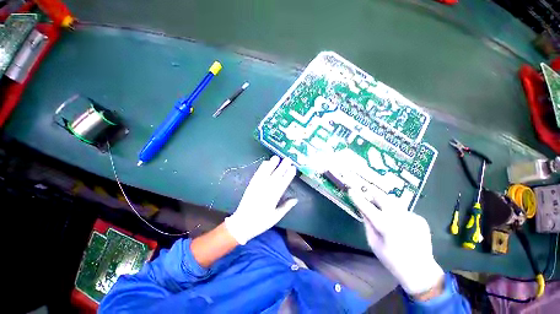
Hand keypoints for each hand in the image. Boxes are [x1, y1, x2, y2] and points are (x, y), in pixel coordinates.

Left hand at [225, 156, 297, 244]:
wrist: (242, 223)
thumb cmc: (261, 222)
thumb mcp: (276, 217)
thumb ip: (286, 207)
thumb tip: (295, 199)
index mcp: (274, 197)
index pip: (283, 183)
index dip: (289, 175)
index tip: (293, 168)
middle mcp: (266, 189)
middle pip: (276, 175)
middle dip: (283, 166)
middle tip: (288, 159)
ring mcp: (258, 186)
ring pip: (266, 173)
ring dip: (272, 164)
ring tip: (277, 157)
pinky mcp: (251, 185)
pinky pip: (257, 174)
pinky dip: (262, 168)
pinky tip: (265, 162)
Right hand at [348, 188, 443, 296]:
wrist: (420, 271)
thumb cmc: (392, 260)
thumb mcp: (374, 243)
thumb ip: (368, 224)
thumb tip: (362, 210)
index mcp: (385, 225)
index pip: (367, 207)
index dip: (357, 198)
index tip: (351, 190)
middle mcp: (399, 217)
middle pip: (383, 197)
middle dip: (373, 194)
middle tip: (367, 196)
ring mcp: (411, 216)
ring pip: (394, 201)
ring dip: (385, 202)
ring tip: (383, 211)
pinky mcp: (420, 219)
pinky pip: (403, 211)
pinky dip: (397, 214)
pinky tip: (400, 225)